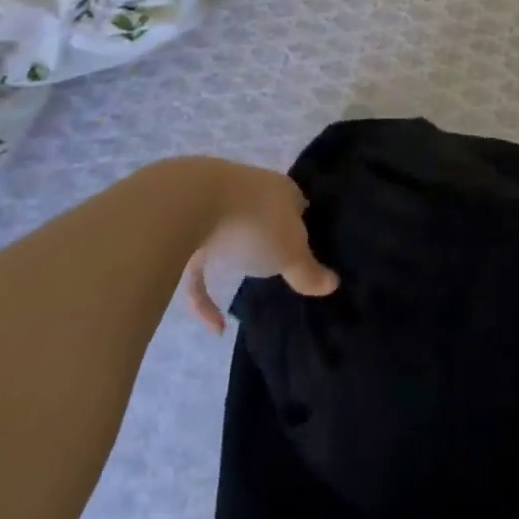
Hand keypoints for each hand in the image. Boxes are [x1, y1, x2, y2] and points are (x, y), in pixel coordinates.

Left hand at [181, 159, 338, 332]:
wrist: (191, 206)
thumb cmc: (256, 224)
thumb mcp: (291, 254)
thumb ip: (309, 271)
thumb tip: (333, 283)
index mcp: (282, 191)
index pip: (299, 204)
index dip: (306, 225)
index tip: (311, 249)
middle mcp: (252, 192)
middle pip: (266, 215)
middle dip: (271, 236)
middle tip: (281, 265)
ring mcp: (216, 210)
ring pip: (231, 235)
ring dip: (237, 258)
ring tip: (247, 288)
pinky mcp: (185, 231)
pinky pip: (199, 267)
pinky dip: (206, 297)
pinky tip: (215, 327)